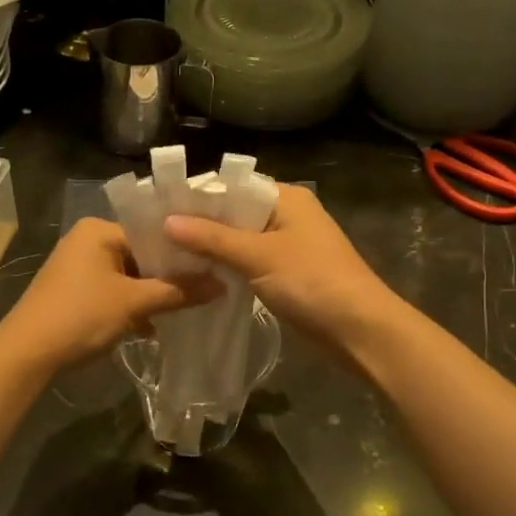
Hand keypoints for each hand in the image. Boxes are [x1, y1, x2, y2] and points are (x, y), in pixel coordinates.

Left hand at [0, 219, 215, 371]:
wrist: (26, 354)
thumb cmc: (80, 316)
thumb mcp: (133, 303)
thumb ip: (178, 292)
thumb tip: (221, 285)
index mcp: (99, 230)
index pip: (152, 233)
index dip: (182, 252)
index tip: (212, 268)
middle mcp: (88, 241)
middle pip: (141, 254)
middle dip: (169, 277)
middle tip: (205, 289)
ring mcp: (79, 267)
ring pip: (129, 276)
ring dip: (152, 295)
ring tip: (186, 309)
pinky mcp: (75, 291)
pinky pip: (114, 291)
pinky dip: (132, 306)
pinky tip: (152, 327)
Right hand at [162, 185, 399, 354]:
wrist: (360, 329)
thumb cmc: (312, 281)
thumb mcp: (259, 256)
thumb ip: (213, 238)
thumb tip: (167, 220)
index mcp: (287, 198)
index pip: (234, 185)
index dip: (199, 195)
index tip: (160, 207)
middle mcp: (288, 214)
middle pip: (235, 213)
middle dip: (201, 224)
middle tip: (155, 233)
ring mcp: (289, 245)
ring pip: (241, 240)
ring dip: (212, 248)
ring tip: (167, 253)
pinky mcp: (287, 273)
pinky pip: (249, 262)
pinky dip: (227, 266)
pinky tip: (197, 274)